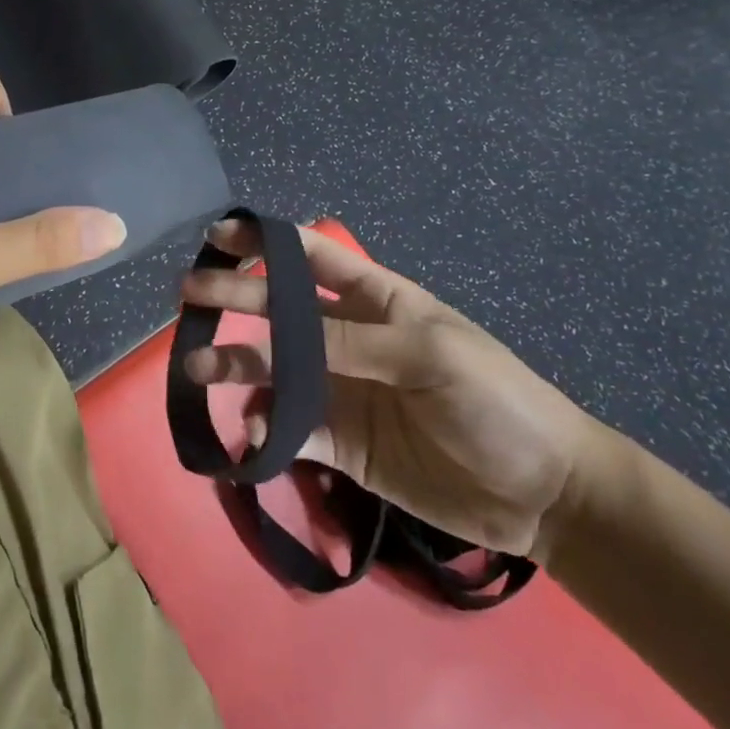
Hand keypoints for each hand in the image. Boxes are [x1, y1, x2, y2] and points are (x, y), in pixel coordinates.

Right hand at [180, 219, 617, 560]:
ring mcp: (340, 391)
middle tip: (189, 297)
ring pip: (275, 370)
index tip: (219, 236)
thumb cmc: (494, 398)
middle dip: (235, 297)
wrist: (540, 493)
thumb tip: (273, 349)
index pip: (311, 257)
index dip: (266, 242)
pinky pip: (289, 430)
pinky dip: (265, 429)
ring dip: (237, 366)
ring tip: (199, 370)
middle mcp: (347, 338)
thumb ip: (348, 345)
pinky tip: (255, 435)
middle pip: (280, 309)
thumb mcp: (427, 354)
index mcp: (375, 299)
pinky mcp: (339, 445)